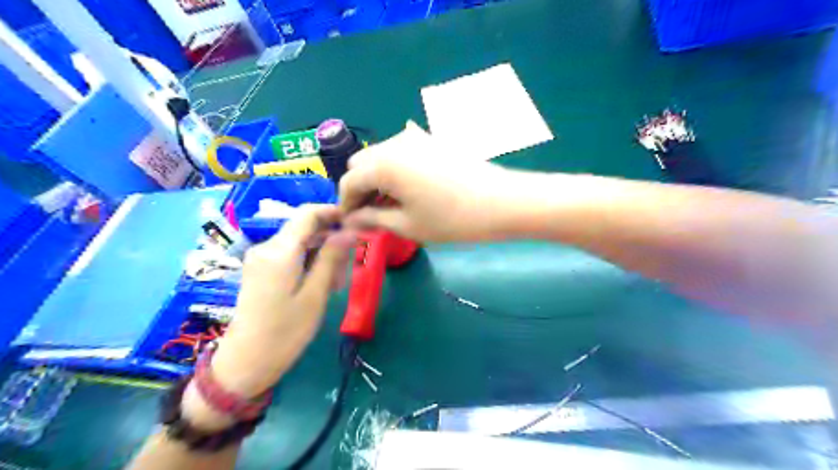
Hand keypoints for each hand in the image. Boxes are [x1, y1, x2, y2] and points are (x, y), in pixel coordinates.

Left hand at [210, 204, 351, 396]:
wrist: (246, 362)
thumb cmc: (285, 332)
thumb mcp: (315, 295)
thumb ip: (331, 258)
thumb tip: (349, 230)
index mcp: (279, 251)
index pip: (307, 214)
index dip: (332, 212)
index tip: (356, 223)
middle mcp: (266, 248)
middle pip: (305, 229)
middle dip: (330, 241)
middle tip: (348, 269)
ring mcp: (260, 259)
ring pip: (299, 243)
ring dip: (321, 255)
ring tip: (335, 283)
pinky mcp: (260, 270)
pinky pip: (289, 255)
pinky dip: (308, 263)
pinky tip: (319, 285)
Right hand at [339, 121, 521, 242]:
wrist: (501, 201)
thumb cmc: (451, 218)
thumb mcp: (407, 224)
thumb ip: (372, 219)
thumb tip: (350, 220)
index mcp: (383, 163)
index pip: (348, 181)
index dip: (346, 204)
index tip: (351, 223)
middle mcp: (394, 143)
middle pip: (361, 163)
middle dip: (360, 187)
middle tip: (371, 213)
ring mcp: (415, 138)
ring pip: (381, 156)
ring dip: (377, 178)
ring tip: (392, 204)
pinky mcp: (432, 140)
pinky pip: (402, 152)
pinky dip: (396, 169)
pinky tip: (409, 188)